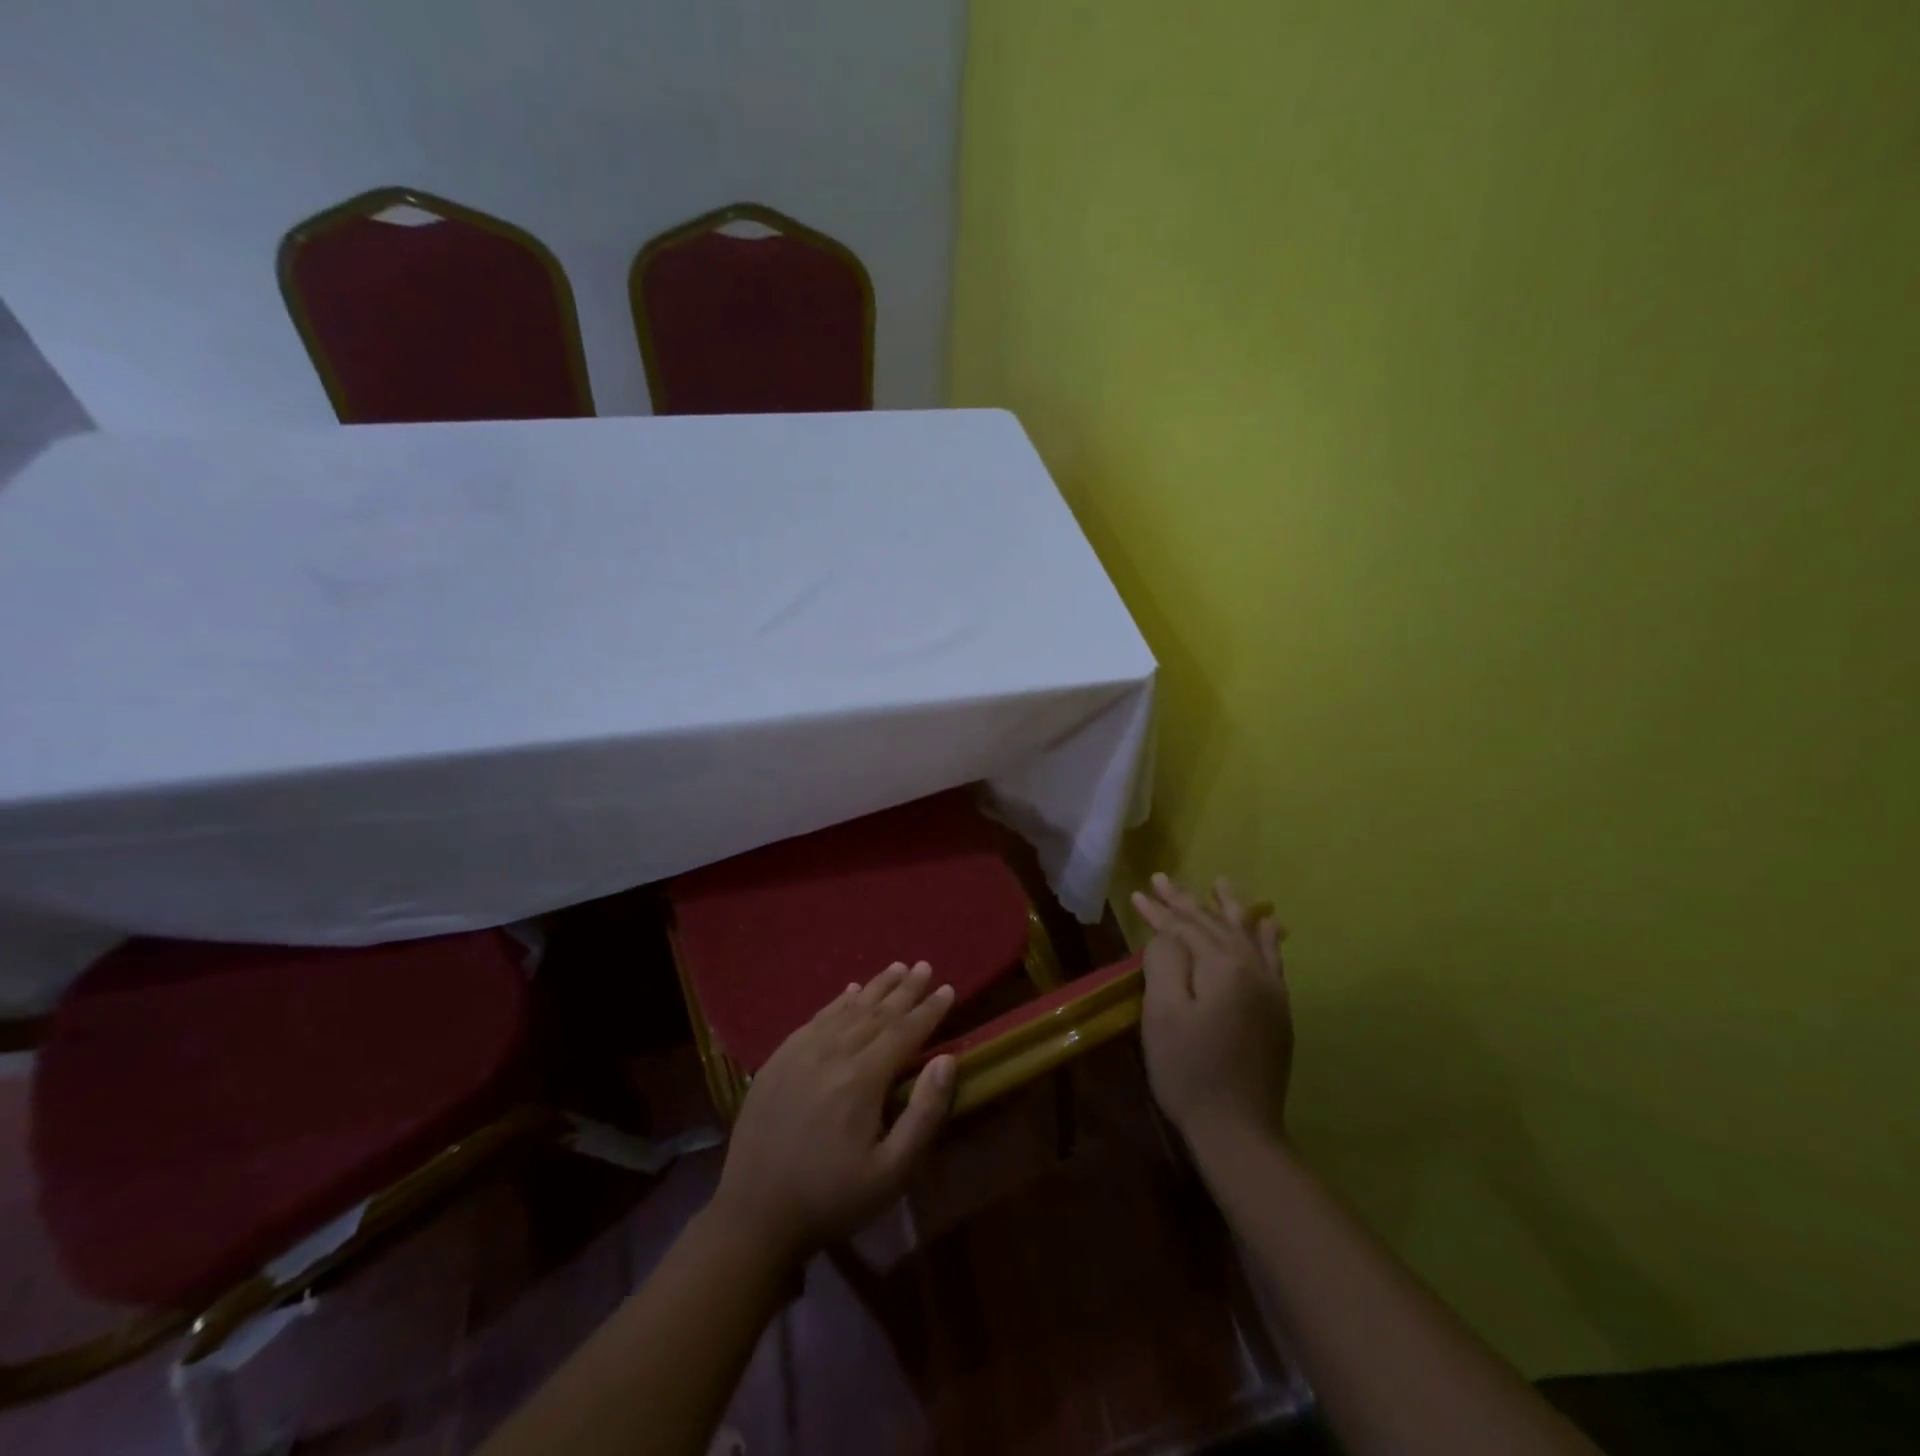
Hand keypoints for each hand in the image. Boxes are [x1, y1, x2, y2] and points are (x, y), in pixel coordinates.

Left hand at [711, 961, 956, 1262]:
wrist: (754, 1215)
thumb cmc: (832, 1198)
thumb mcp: (891, 1173)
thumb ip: (923, 1114)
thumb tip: (946, 1060)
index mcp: (862, 1079)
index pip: (904, 1031)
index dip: (929, 1010)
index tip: (947, 988)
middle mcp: (832, 1053)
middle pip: (877, 1012)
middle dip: (905, 989)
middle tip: (924, 966)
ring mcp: (800, 1052)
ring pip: (847, 1009)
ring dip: (875, 987)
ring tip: (896, 968)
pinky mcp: (778, 1060)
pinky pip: (815, 1019)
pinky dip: (837, 1002)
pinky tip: (849, 992)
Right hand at [1132, 873, 1291, 1141]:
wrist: (1237, 1130)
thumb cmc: (1189, 1069)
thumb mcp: (1163, 1012)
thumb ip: (1165, 961)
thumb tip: (1167, 934)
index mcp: (1224, 967)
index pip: (1186, 927)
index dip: (1159, 910)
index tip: (1137, 893)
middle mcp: (1253, 969)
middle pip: (1215, 925)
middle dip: (1186, 902)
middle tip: (1162, 879)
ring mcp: (1271, 990)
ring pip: (1246, 935)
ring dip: (1229, 908)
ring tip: (1220, 884)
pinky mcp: (1277, 1011)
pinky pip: (1272, 959)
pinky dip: (1265, 936)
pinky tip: (1268, 923)